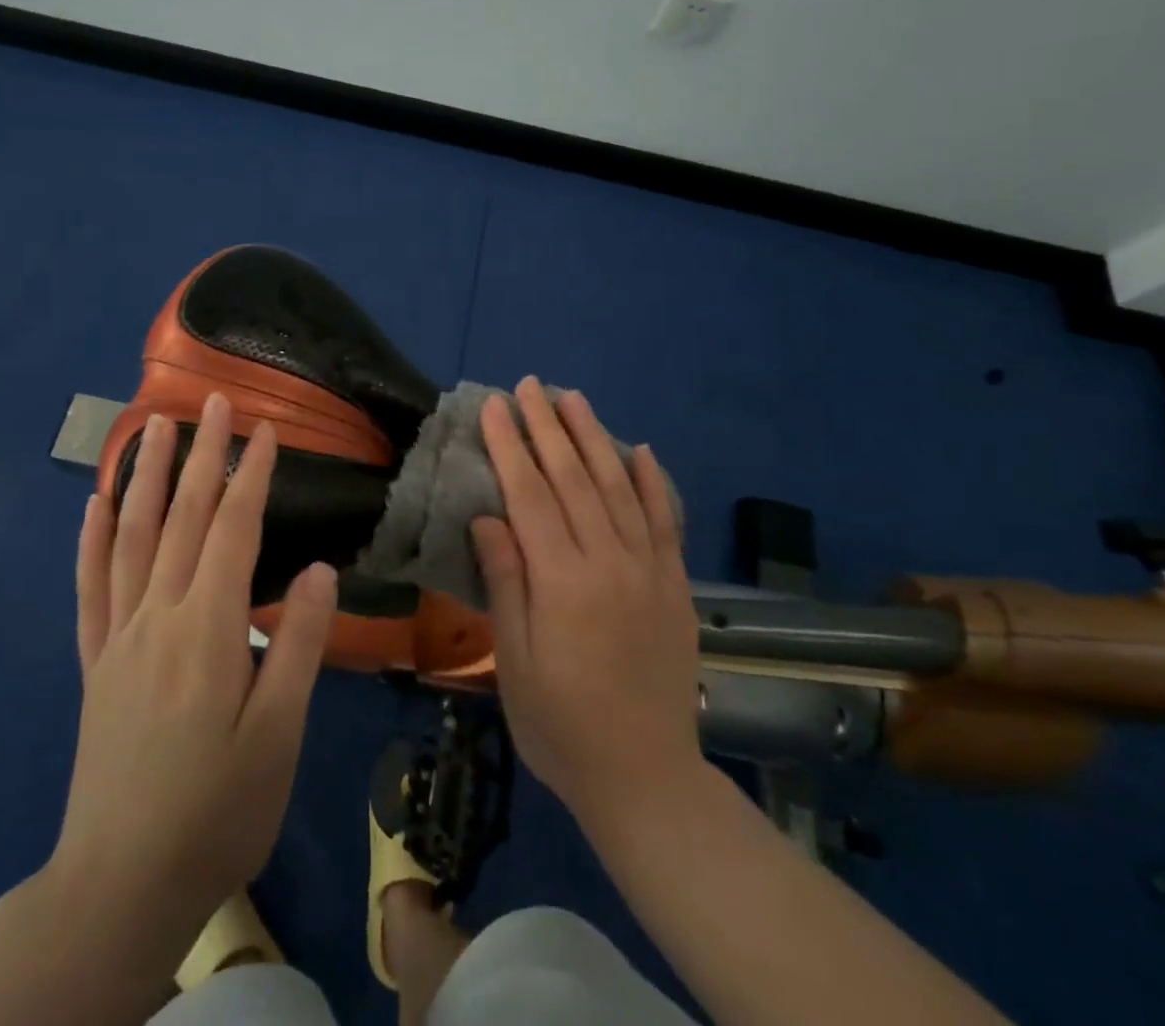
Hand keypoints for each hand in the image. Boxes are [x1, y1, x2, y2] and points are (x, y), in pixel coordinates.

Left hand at [52, 393, 337, 938]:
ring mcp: (120, 637)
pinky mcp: (96, 664)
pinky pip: (89, 588)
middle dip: (199, 454)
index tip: (266, 429)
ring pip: (130, 537)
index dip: (252, 475)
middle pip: (181, 517)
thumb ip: (297, 645)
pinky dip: (90, 540)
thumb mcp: (277, 735)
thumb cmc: (217, 810)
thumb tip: (317, 570)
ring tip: (149, 426)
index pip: (233, 530)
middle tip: (210, 400)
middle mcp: (158, 616)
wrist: (121, 885)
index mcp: (208, 629)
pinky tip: (93, 504)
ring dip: (142, 475)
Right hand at [471, 377, 703, 833]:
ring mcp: (649, 569)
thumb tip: (488, 517)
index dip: (510, 446)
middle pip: (573, 478)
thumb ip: (506, 582)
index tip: (495, 406)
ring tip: (574, 399)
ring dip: (594, 438)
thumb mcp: (515, 660)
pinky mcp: (675, 584)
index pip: (531, 494)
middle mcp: (609, 561)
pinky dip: (653, 481)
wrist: (645, 777)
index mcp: (563, 581)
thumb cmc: (560, 723)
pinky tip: (640, 450)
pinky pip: (665, 520)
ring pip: (618, 486)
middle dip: (547, 426)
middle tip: (530, 385)